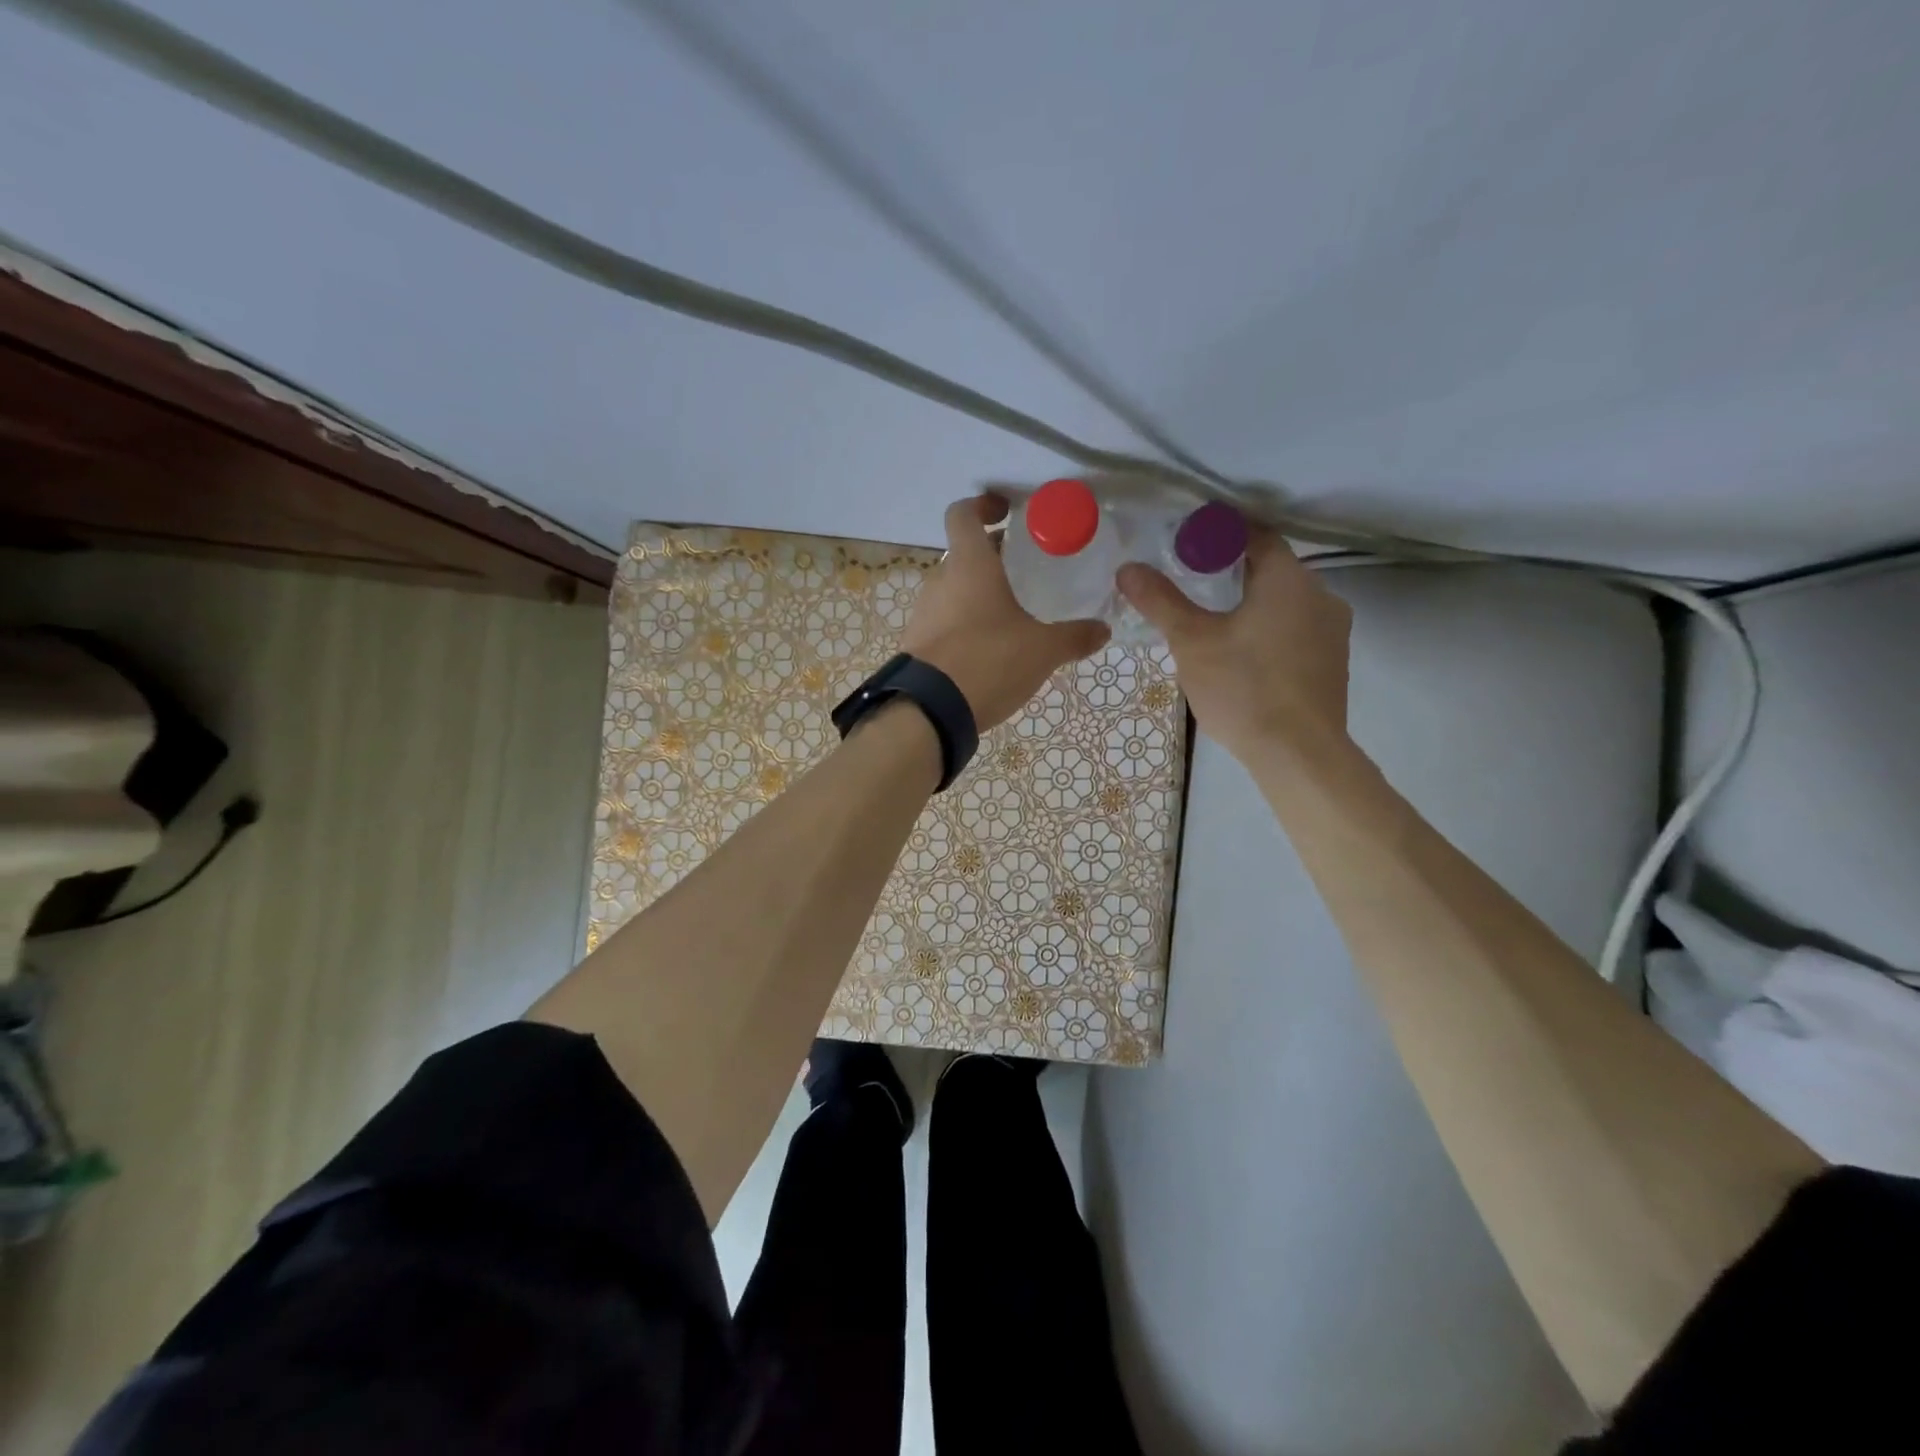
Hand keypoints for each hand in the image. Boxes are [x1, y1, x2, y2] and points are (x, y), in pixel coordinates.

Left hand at [902, 495, 1109, 729]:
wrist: (929, 711)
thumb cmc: (988, 661)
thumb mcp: (1041, 650)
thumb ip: (1074, 637)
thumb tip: (1103, 630)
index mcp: (969, 565)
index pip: (963, 514)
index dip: (983, 505)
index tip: (1006, 512)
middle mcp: (940, 580)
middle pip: (964, 554)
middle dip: (994, 557)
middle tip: (1026, 570)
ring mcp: (924, 612)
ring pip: (954, 588)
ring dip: (979, 592)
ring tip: (1012, 613)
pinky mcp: (917, 643)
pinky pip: (944, 620)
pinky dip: (965, 622)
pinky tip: (990, 648)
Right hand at [1117, 528, 1351, 761]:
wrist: (1298, 754)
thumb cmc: (1244, 688)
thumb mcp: (1191, 642)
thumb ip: (1160, 601)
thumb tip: (1128, 569)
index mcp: (1289, 579)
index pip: (1254, 534)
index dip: (1217, 535)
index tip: (1184, 545)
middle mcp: (1321, 595)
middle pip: (1271, 569)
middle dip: (1230, 572)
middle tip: (1189, 585)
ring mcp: (1333, 632)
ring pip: (1285, 602)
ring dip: (1250, 603)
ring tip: (1211, 623)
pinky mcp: (1333, 664)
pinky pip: (1296, 631)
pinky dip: (1268, 630)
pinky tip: (1241, 656)